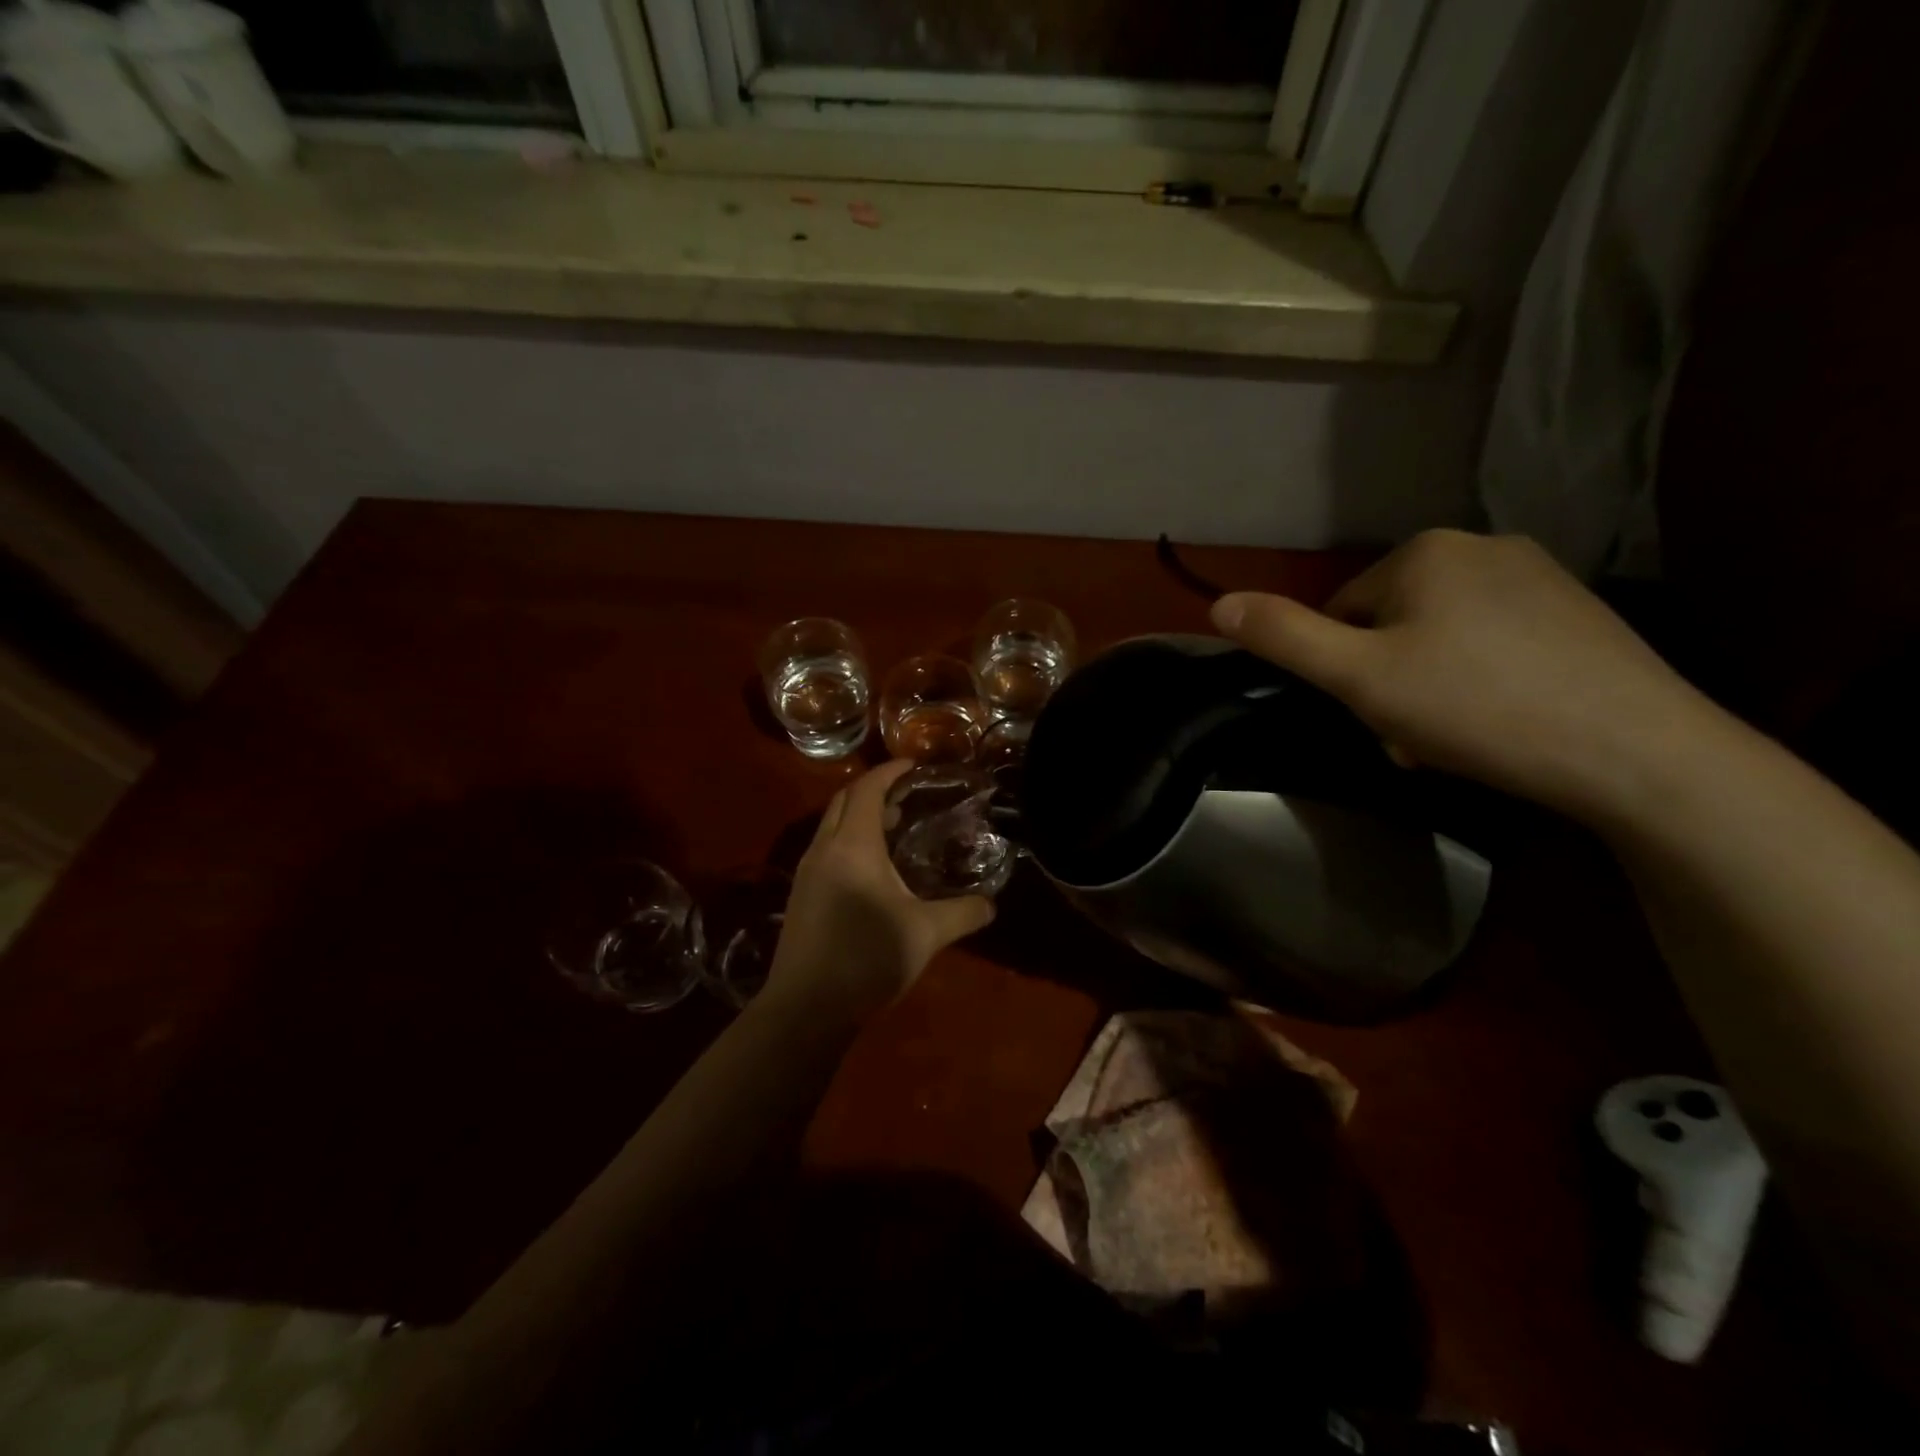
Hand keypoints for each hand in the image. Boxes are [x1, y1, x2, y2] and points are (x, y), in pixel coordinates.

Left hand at [765, 760, 994, 1018]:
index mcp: (853, 845)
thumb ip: (963, 913)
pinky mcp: (800, 895)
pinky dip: (848, 839)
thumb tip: (992, 904)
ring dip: (859, 815)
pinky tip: (872, 868)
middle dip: (873, 789)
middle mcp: (824, 848)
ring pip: (831, 825)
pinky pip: (826, 848)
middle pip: (844, 800)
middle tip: (907, 795)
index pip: (867, 789)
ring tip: (894, 826)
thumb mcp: (925, 934)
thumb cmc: (867, 958)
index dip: (890, 771)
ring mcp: (806, 872)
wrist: (806, 1008)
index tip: (914, 765)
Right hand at [1210, 530, 1721, 822]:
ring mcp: (1540, 576)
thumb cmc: (1475, 707)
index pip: (1341, 611)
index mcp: (1423, 553)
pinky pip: (1493, 643)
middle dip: (1388, 681)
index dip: (1344, 670)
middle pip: (1391, 624)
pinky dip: (1480, 682)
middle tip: (1413, 736)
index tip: (1372, 714)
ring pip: (1440, 637)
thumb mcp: (1359, 677)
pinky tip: (1501, 723)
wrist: (1635, 752)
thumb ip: (1284, 637)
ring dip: (1428, 688)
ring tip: (1455, 739)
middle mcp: (1481, 546)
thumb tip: (1218, 604)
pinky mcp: (1578, 613)